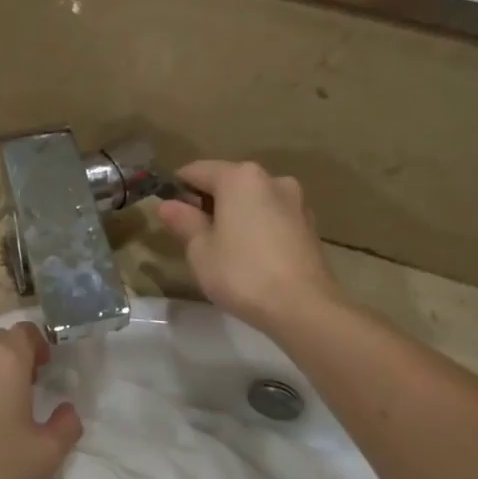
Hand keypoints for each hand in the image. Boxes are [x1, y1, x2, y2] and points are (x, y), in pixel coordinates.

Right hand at [157, 161, 341, 335]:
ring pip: (252, 200)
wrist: (303, 307)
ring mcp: (296, 201)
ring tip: (222, 249)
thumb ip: (183, 221)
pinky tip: (250, 256)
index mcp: (240, 177)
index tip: (167, 212)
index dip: (177, 188)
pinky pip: (272, 217)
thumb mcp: (200, 250)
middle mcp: (271, 179)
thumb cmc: (242, 273)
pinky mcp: (309, 226)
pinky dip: (256, 227)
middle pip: (228, 182)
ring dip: (234, 215)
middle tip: (191, 236)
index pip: (197, 170)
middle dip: (207, 202)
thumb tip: (167, 204)